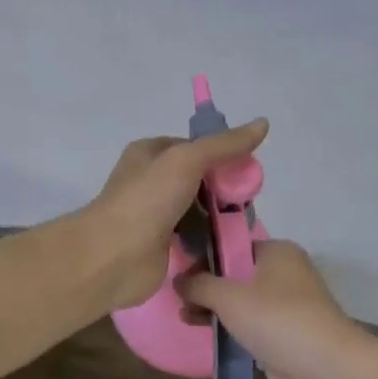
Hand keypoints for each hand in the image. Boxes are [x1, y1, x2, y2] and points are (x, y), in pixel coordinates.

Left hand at [81, 120, 268, 311]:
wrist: (114, 255)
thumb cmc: (147, 199)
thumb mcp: (187, 160)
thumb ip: (224, 144)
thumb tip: (263, 122)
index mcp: (149, 153)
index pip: (194, 146)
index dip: (221, 154)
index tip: (248, 169)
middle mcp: (149, 180)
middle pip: (197, 178)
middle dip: (222, 188)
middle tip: (249, 201)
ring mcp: (154, 214)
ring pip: (196, 208)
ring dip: (218, 215)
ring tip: (245, 223)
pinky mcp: (160, 245)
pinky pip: (192, 236)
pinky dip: (208, 239)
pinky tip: (229, 244)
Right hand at [178, 239, 373, 378]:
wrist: (329, 374)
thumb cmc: (278, 321)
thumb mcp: (230, 296)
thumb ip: (200, 285)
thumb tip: (178, 279)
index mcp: (277, 253)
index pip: (233, 245)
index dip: (204, 255)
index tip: (177, 269)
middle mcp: (283, 276)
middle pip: (235, 274)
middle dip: (206, 286)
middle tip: (176, 296)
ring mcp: (285, 310)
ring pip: (240, 303)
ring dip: (213, 309)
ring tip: (184, 317)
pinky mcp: (283, 340)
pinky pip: (248, 328)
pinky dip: (228, 330)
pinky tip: (203, 334)